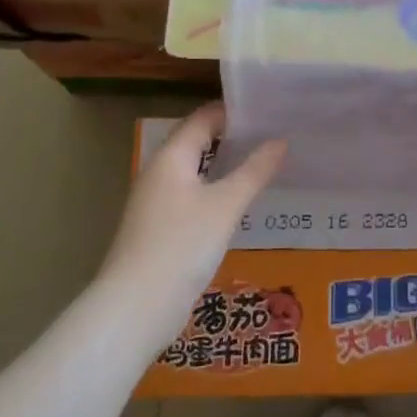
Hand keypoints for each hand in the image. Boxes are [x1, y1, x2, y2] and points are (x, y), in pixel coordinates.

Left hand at [100, 102, 286, 343]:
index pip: (203, 118)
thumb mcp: (225, 205)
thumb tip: (280, 141)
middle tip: (275, 135)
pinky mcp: (161, 229)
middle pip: (198, 142)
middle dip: (233, 137)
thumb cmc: (182, 245)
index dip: (234, 111)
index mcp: (171, 157)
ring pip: (196, 172)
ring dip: (226, 166)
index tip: (269, 110)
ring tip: (265, 164)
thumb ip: (254, 171)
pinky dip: (217, 192)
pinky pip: (193, 197)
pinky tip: (241, 203)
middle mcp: (160, 173)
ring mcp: (157, 202)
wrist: (136, 307)